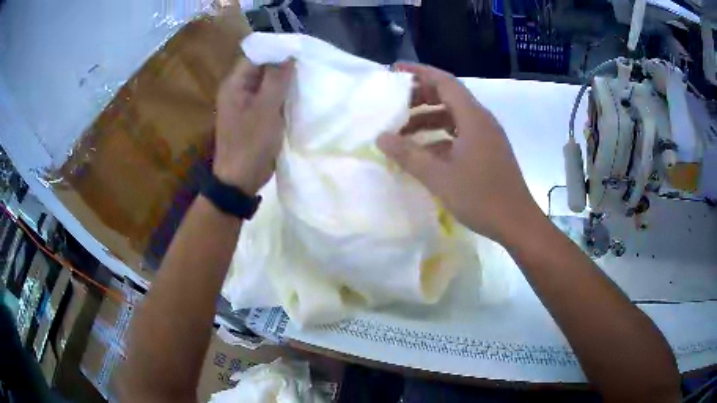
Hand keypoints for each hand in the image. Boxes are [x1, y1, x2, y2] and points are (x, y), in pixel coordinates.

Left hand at [213, 59, 293, 193]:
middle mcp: (237, 91)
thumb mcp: (266, 108)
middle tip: (307, 65)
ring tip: (306, 79)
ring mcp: (245, 105)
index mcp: (235, 84)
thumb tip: (288, 55)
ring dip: (284, 83)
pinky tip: (297, 97)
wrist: (240, 180)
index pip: (255, 56)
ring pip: (267, 85)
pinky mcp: (253, 118)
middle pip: (261, 69)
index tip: (300, 51)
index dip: (276, 51)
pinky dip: (281, 97)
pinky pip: (268, 100)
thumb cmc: (251, 143)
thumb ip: (277, 79)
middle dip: (283, 67)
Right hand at [377, 62, 540, 242]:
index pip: (444, 81)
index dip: (419, 72)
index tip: (395, 71)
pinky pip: (461, 133)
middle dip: (420, 96)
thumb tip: (381, 137)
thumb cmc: (481, 197)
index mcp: (473, 117)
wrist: (517, 222)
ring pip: (454, 116)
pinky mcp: (489, 150)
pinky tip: (425, 152)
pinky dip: (441, 136)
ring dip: (429, 119)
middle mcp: (482, 120)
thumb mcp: (439, 177)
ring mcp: (487, 136)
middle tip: (394, 104)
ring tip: (403, 130)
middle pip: (449, 96)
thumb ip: (408, 155)